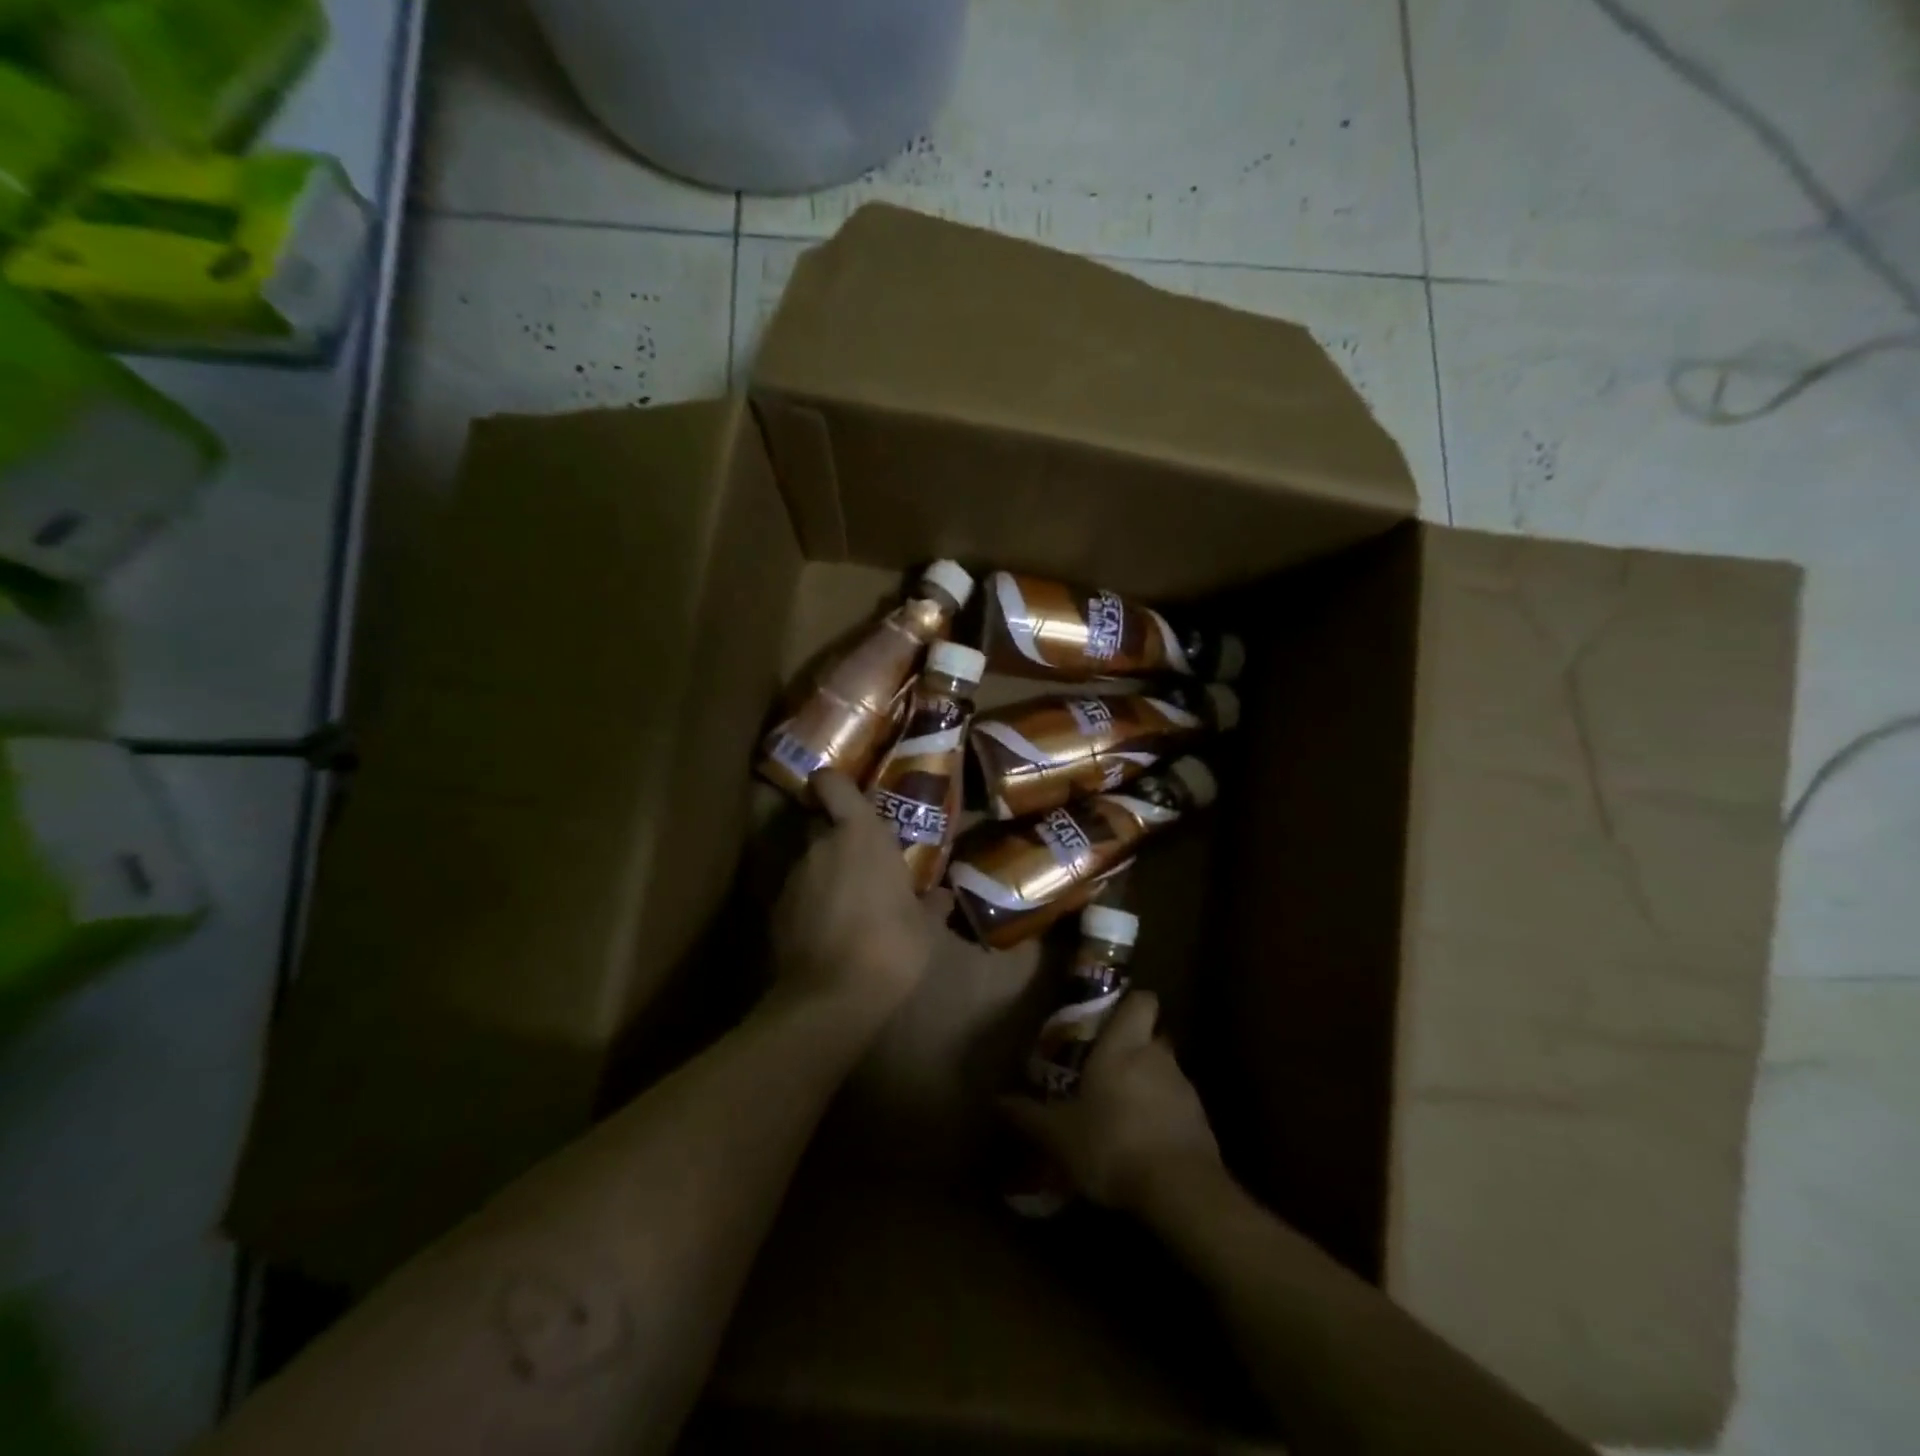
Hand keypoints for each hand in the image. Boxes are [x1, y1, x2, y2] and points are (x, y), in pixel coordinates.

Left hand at [771, 770, 944, 1018]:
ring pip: (811, 862)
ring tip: (850, 905)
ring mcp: (793, 878)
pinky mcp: (776, 911)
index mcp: (859, 835)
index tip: (845, 795)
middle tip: (864, 862)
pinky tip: (830, 931)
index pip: (832, 784)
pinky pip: (799, 895)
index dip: (833, 783)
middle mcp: (820, 846)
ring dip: (827, 874)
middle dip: (839, 838)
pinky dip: (812, 904)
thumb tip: (942, 895)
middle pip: (823, 825)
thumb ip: (931, 904)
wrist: (831, 998)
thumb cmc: (891, 945)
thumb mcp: (925, 927)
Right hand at [1000, 991, 1221, 1213]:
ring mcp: (1184, 1089)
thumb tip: (997, 1100)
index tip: (1110, 1016)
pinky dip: (1163, 1117)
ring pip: (1165, 1072)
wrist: (1180, 1190)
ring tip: (1122, 1112)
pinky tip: (1144, 1143)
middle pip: (1152, 1036)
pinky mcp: (1201, 1122)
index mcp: (1123, 1046)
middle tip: (1107, 1069)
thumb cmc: (1112, 1143)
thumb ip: (1028, 1114)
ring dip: (1148, 1084)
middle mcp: (1157, 1056)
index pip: (1142, 1000)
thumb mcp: (1058, 1134)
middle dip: (1134, 1048)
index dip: (1130, 1003)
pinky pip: (1178, 1107)